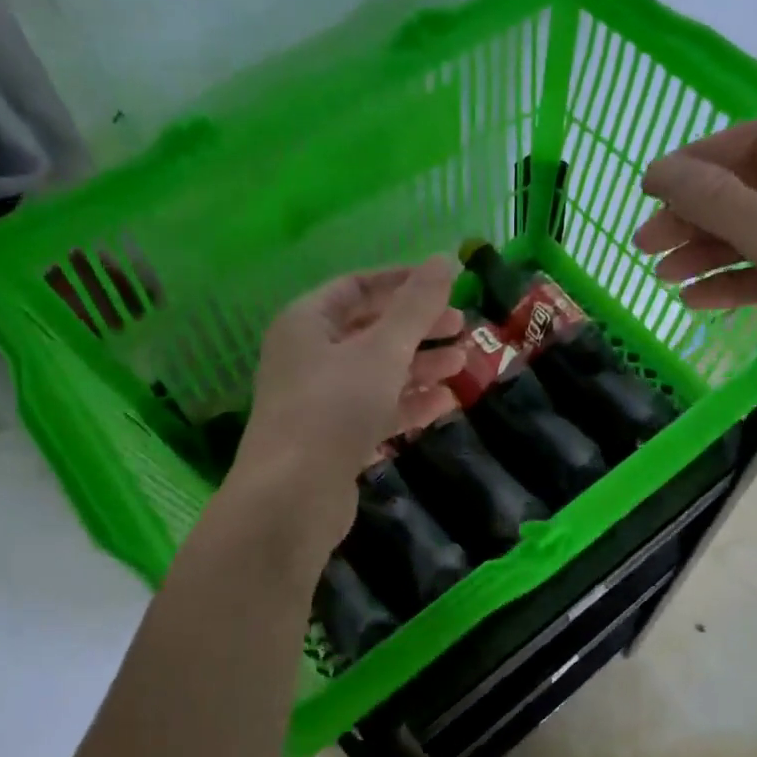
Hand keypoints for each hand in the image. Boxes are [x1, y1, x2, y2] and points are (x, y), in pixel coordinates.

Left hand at [235, 255, 465, 537]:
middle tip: (462, 326)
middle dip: (418, 328)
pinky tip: (445, 403)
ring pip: (377, 373)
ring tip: (463, 363)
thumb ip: (416, 307)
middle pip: (370, 330)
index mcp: (307, 322)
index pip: (357, 287)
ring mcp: (320, 400)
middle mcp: (308, 356)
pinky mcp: (334, 438)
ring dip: (419, 366)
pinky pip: (376, 409)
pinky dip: (408, 404)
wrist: (293, 496)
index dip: (402, 282)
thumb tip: (443, 260)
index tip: (446, 284)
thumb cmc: (335, 407)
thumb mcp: (382, 350)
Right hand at [634, 119, 756, 391]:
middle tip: (645, 245)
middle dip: (696, 218)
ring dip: (709, 254)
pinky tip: (695, 301)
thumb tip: (658, 172)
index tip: (648, 189)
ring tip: (662, 277)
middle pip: (753, 192)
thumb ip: (717, 202)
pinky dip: (736, 283)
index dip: (699, 162)